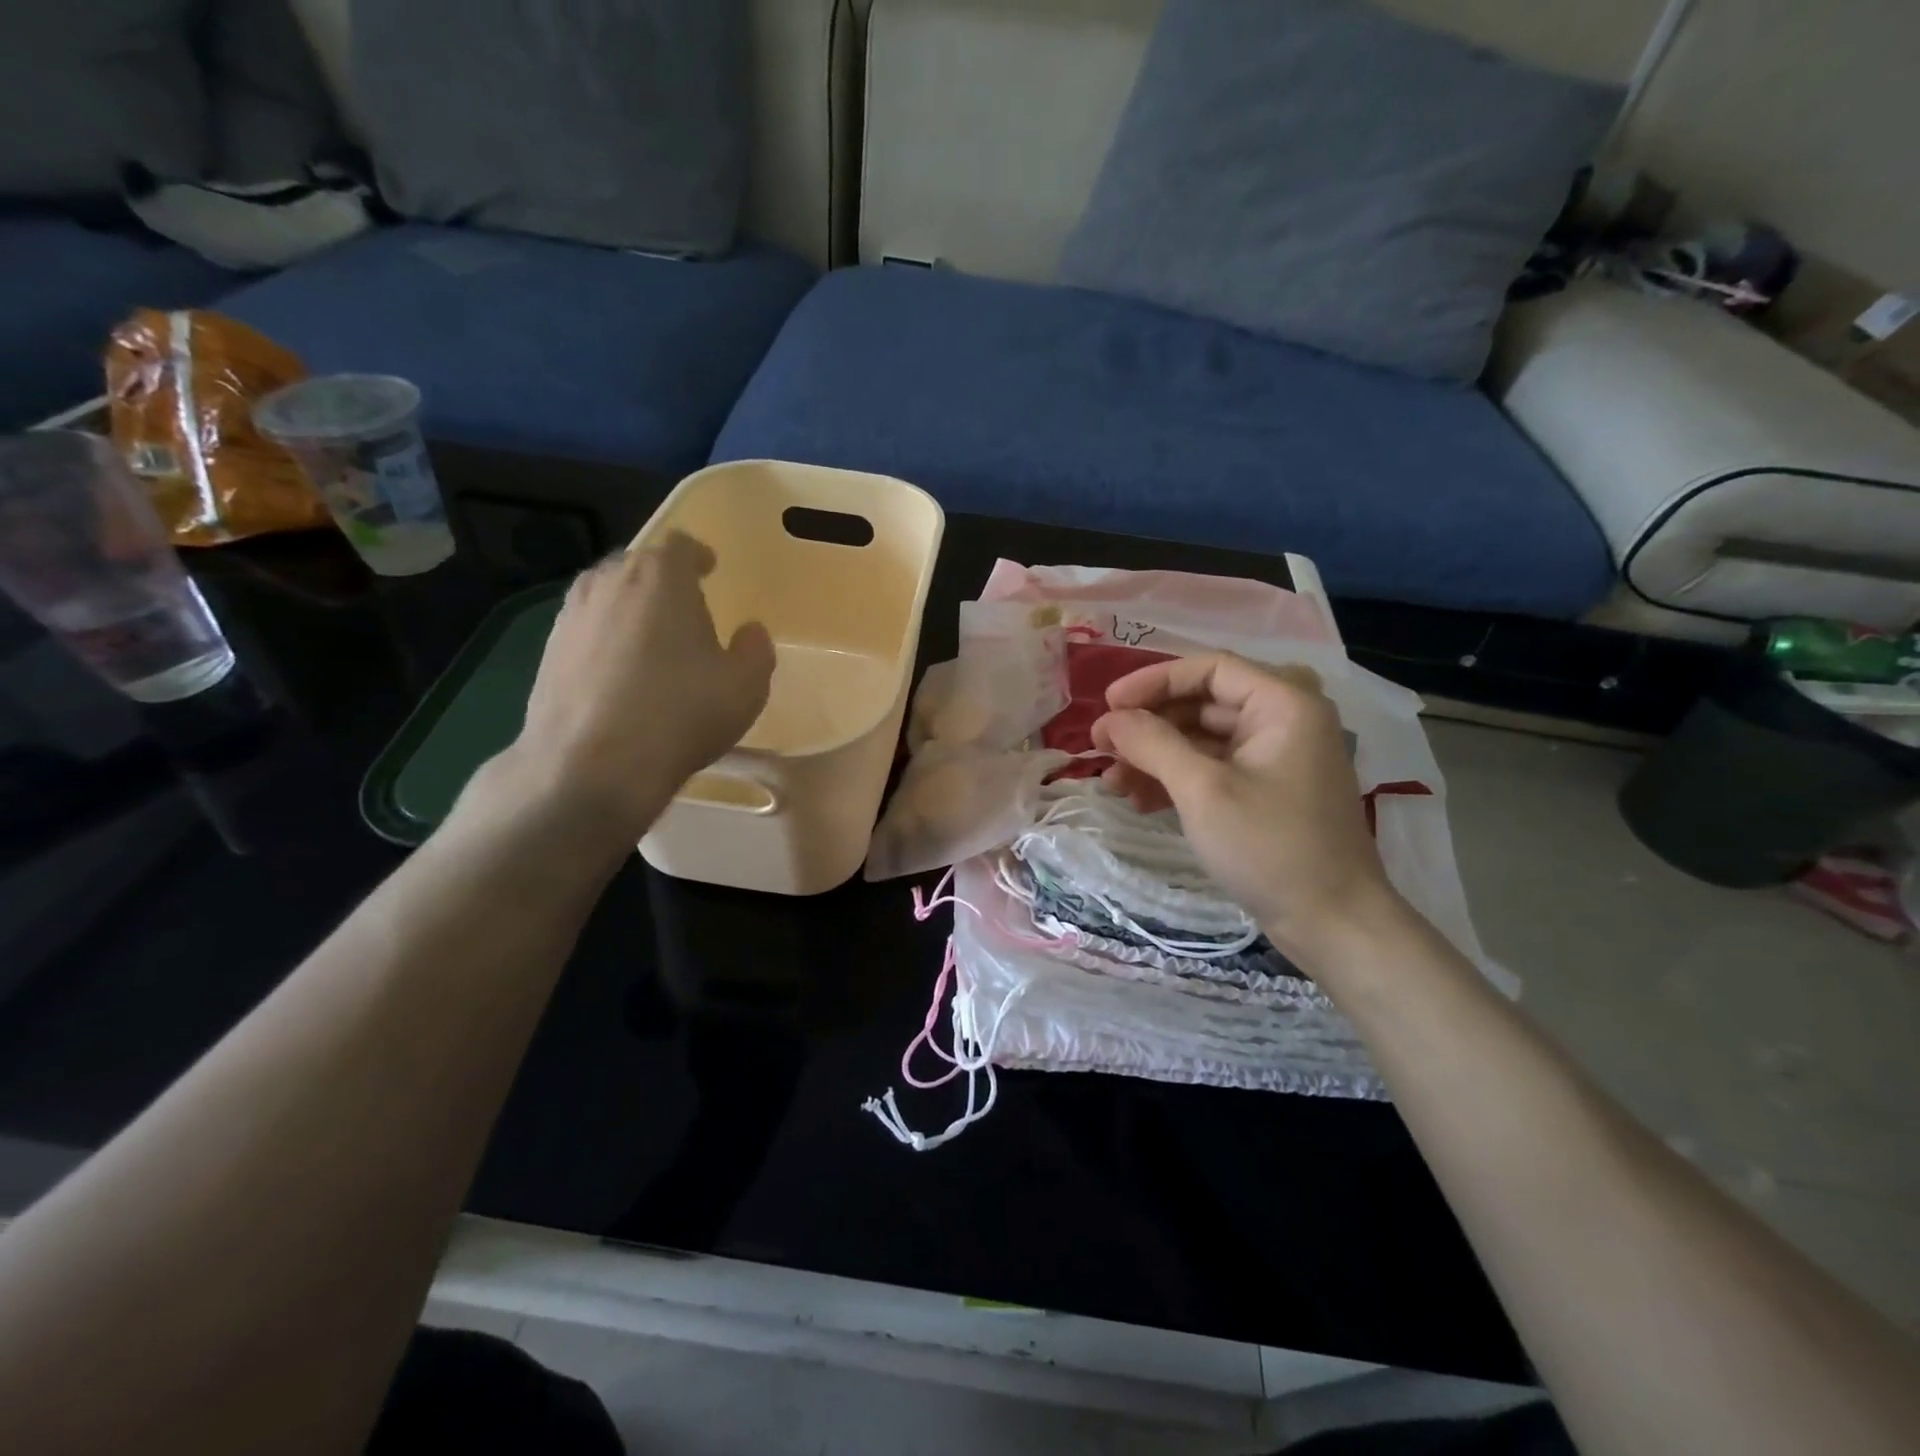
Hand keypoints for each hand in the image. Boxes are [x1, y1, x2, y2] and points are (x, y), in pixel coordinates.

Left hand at [489, 532, 773, 850]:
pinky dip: (606, 638)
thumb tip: (749, 631)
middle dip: (663, 580)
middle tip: (685, 609)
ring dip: (630, 607)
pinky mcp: (548, 652)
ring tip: (651, 639)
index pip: (681, 546)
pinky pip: (587, 629)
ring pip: (607, 595)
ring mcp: (572, 616)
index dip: (698, 555)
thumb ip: (755, 649)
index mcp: (661, 577)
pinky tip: (620, 672)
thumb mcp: (746, 686)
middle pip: (639, 564)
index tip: (710, 568)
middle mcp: (609, 582)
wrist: (591, 765)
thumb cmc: (681, 714)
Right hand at [1090, 653, 1407, 967]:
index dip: (1154, 680)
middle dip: (1149, 725)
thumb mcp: (1203, 790)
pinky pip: (1213, 770)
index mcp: (1283, 705)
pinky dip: (1177, 780)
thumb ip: (1153, 744)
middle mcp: (1283, 722)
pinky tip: (1140, 801)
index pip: (1210, 668)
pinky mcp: (1266, 793)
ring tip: (1112, 782)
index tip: (1109, 704)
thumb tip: (1111, 719)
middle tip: (1101, 746)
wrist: (1333, 924)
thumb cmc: (1271, 846)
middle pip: (1203, 703)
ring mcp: (1275, 760)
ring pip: (1203, 740)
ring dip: (1156, 756)